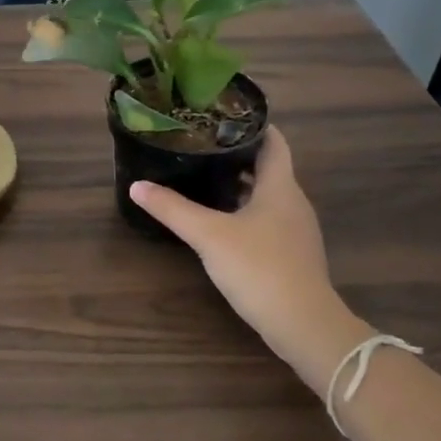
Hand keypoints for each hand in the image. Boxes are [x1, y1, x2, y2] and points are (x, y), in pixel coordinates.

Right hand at [130, 127, 371, 391]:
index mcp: (280, 187)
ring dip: (240, 185)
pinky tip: (220, 222)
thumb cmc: (259, 268)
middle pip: (268, 168)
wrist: (303, 325)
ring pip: (267, 196)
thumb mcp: (209, 235)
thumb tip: (137, 186)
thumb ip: (173, 209)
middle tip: (201, 145)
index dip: (252, 125)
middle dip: (237, 155)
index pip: (273, 142)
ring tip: (204, 178)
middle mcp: (293, 203)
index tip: (222, 116)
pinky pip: (267, 220)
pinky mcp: (291, 255)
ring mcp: (295, 231)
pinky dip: (245, 211)